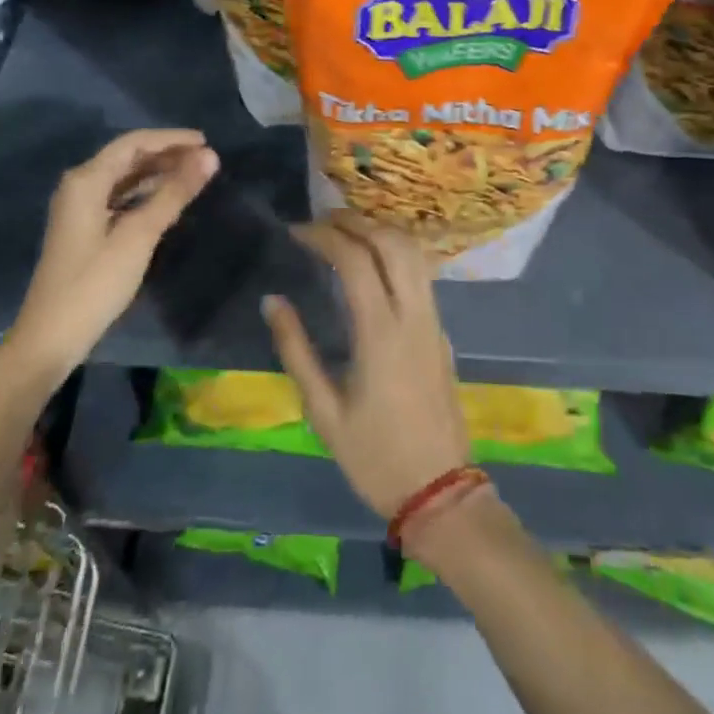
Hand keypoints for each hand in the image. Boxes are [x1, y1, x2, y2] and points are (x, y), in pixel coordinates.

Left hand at [11, 129, 218, 373]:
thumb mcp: (139, 235)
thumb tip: (210, 157)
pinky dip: (145, 194)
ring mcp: (80, 208)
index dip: (171, 139)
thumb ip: (174, 193)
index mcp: (86, 180)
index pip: (133, 143)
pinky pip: (120, 198)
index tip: (206, 141)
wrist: (52, 337)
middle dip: (167, 155)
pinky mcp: (85, 228)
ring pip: (124, 178)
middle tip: (205, 160)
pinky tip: (168, 200)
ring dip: (158, 173)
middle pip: (128, 157)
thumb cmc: (95, 282)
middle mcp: (80, 186)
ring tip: (194, 175)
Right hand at [263, 213, 470, 518]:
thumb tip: (272, 301)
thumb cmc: (374, 456)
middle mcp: (413, 315)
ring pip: (413, 253)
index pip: (356, 259)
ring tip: (344, 231)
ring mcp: (433, 320)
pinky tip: (372, 261)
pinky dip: (395, 251)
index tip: (296, 231)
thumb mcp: (323, 410)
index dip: (324, 235)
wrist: (441, 492)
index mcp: (381, 333)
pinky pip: (421, 272)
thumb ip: (296, 350)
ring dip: (379, 231)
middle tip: (321, 221)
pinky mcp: (441, 330)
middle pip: (391, 242)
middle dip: (355, 221)